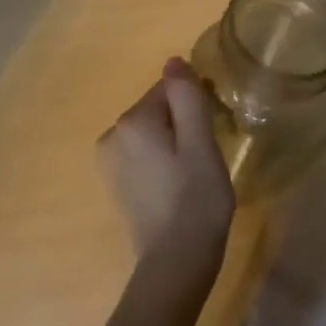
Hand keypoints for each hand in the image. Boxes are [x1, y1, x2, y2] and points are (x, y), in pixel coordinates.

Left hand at [98, 59, 234, 286]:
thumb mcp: (200, 141)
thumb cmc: (195, 198)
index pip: (170, 89)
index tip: (215, 127)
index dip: (197, 103)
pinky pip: (144, 153)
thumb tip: (174, 62)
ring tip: (195, 170)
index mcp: (133, 120)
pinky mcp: (116, 183)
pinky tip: (178, 184)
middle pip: (159, 108)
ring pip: (153, 131)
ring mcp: (110, 161)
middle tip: (208, 152)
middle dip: (185, 121)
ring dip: (175, 140)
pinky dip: (163, 159)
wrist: (175, 263)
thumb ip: (187, 96)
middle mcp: (112, 135)